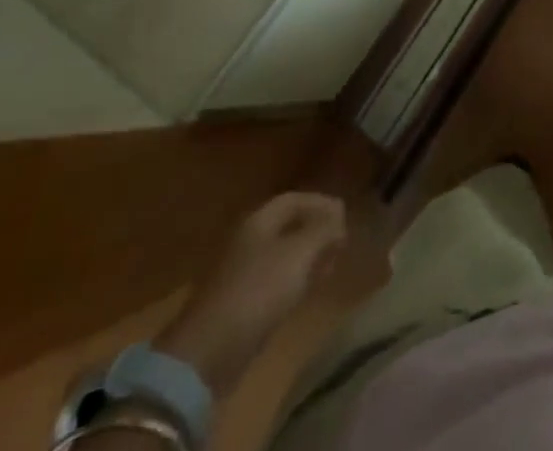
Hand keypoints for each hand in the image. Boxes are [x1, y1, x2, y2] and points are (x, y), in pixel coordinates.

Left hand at [155, 192, 347, 390]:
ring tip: (331, 265)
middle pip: (288, 226)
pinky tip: (307, 291)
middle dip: (316, 230)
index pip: (294, 199)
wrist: (208, 354)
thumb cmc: (258, 292)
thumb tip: (339, 216)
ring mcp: (241, 275)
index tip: (345, 216)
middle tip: (341, 242)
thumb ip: (323, 230)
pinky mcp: (239, 306)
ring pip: (282, 254)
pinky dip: (295, 279)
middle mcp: (248, 241)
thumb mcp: (299, 254)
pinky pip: (274, 281)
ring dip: (308, 256)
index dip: (321, 203)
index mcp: (258, 221)